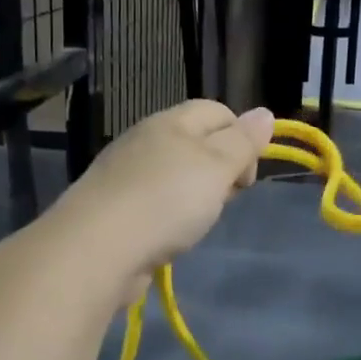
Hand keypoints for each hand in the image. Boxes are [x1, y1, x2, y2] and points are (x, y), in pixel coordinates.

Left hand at [52, 100, 274, 300]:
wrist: (96, 248)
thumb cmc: (166, 201)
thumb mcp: (216, 167)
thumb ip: (242, 142)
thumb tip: (264, 113)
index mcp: (170, 122)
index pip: (216, 110)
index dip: (241, 136)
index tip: (247, 177)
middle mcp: (144, 140)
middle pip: (195, 142)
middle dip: (220, 168)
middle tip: (225, 200)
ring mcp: (124, 174)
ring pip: (174, 173)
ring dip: (194, 194)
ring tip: (199, 222)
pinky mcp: (112, 207)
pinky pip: (152, 201)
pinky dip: (168, 214)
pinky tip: (169, 236)